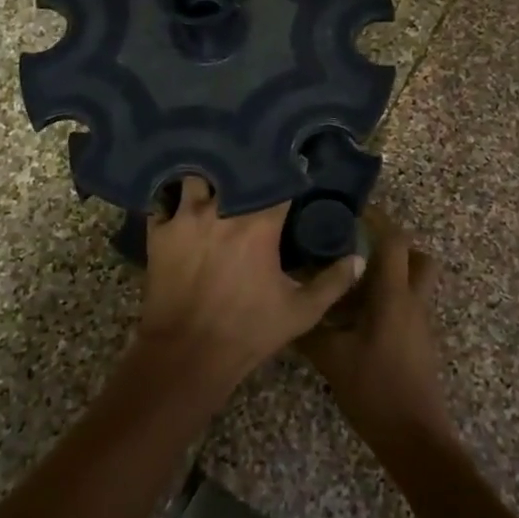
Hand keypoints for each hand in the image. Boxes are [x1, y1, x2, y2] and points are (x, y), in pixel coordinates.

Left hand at [135, 177, 361, 400]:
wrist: (187, 356)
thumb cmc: (247, 332)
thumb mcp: (300, 312)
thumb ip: (333, 282)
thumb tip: (358, 258)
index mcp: (259, 224)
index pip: (278, 180)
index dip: (288, 171)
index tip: (295, 164)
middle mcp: (222, 209)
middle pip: (234, 168)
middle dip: (246, 163)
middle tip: (253, 162)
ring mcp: (186, 217)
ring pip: (196, 176)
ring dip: (207, 175)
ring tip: (215, 174)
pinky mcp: (160, 232)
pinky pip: (163, 200)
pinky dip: (172, 197)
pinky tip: (180, 196)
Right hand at [299, 207, 453, 447]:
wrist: (415, 439)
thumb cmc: (375, 390)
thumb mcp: (332, 358)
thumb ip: (308, 330)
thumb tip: (283, 308)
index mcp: (394, 295)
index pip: (395, 240)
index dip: (377, 219)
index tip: (352, 210)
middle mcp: (412, 301)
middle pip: (416, 257)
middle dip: (391, 245)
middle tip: (357, 246)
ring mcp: (419, 323)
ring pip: (412, 282)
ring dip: (387, 274)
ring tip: (348, 282)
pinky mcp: (418, 343)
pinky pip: (405, 306)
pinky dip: (385, 300)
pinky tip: (354, 318)